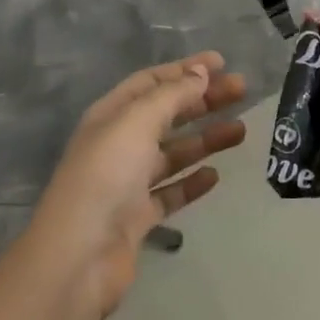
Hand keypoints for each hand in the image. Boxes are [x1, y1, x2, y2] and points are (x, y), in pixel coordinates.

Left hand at [29, 53, 247, 317]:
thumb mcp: (137, 122)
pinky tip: (215, 175)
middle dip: (203, 100)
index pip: (152, 82)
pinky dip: (192, 182)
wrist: (79, 256)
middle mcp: (119, 143)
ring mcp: (128, 182)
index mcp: (112, 114)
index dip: (185, 69)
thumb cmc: (106, 176)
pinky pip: (171, 192)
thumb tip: (199, 72)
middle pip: (167, 113)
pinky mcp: (137, 217)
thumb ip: (171, 96)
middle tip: (241, 90)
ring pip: (173, 152)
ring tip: (241, 131)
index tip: (221, 63)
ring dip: (205, 138)